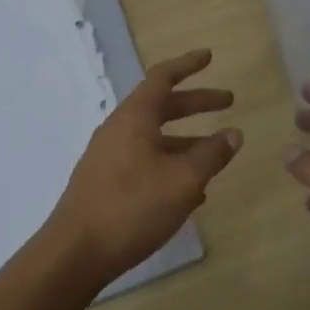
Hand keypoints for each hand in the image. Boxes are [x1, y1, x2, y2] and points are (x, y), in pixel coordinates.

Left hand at [47, 49, 241, 287]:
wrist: (75, 253)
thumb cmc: (132, 207)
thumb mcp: (183, 180)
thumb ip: (212, 154)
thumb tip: (234, 133)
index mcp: (135, 117)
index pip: (163, 77)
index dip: (188, 64)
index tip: (209, 56)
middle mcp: (119, 129)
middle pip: (162, 105)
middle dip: (196, 103)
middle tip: (227, 102)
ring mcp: (109, 156)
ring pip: (155, 137)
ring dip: (186, 139)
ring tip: (216, 154)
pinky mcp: (105, 182)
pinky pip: (145, 160)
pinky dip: (170, 163)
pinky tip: (190, 191)